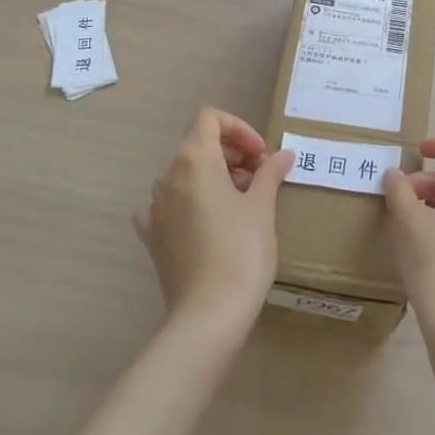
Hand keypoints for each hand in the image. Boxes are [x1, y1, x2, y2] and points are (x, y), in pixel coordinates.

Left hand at [135, 108, 293, 333]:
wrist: (208, 315)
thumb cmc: (241, 251)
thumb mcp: (262, 207)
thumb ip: (270, 173)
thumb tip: (283, 155)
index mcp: (193, 160)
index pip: (210, 118)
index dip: (239, 128)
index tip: (261, 155)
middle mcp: (167, 176)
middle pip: (198, 144)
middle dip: (232, 152)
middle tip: (261, 176)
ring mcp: (154, 207)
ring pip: (185, 173)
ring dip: (216, 176)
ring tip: (244, 201)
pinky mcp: (151, 236)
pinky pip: (171, 204)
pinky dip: (193, 201)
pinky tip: (213, 223)